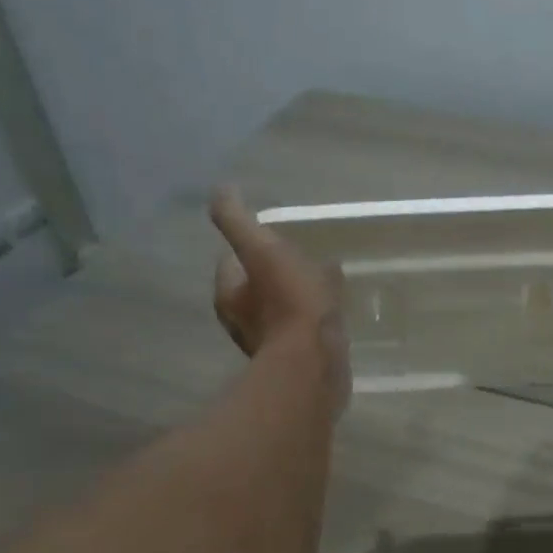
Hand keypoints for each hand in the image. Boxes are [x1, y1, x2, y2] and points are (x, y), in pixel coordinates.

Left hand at [210, 188, 348, 385]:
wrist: (315, 363)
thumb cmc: (288, 304)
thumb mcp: (263, 251)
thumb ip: (238, 221)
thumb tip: (220, 189)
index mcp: (229, 296)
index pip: (230, 264)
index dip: (247, 248)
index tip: (269, 238)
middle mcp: (243, 323)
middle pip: (255, 289)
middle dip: (273, 274)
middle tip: (300, 259)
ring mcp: (272, 345)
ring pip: (280, 311)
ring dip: (295, 298)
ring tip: (322, 283)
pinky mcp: (298, 360)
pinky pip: (303, 331)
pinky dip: (312, 320)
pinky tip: (333, 312)